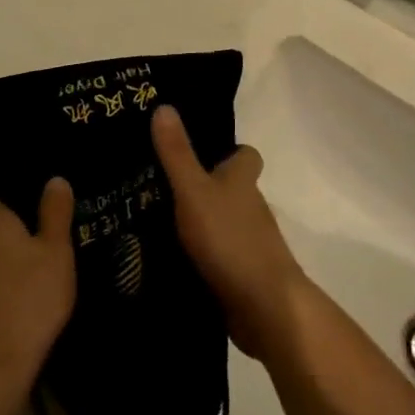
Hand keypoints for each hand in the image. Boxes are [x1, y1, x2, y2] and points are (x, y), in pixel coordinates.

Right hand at [152, 106, 309, 360]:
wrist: (264, 308)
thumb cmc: (230, 239)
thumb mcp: (194, 191)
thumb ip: (177, 153)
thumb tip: (164, 106)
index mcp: (243, 181)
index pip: (244, 155)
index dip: (227, 149)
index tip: (196, 147)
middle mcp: (250, 208)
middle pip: (229, 189)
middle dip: (201, 186)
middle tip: (156, 181)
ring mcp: (247, 243)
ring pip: (220, 223)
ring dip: (196, 222)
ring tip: (150, 218)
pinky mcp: (240, 275)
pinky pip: (215, 256)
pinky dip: (197, 254)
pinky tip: (166, 257)